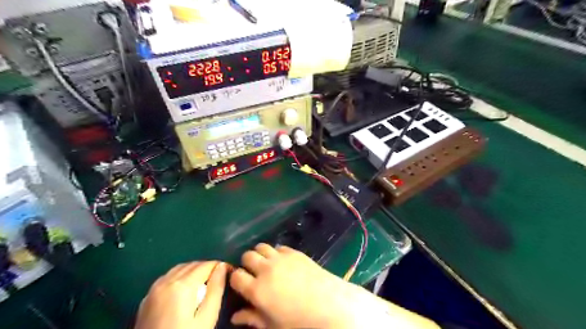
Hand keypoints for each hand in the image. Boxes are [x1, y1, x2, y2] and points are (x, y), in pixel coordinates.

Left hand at [136, 262, 226, 328]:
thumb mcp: (206, 318)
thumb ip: (216, 289)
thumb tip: (222, 267)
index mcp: (181, 285)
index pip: (206, 265)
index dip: (220, 266)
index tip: (230, 272)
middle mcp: (166, 281)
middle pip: (192, 265)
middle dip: (208, 268)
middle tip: (220, 279)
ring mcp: (153, 290)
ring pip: (179, 269)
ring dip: (193, 271)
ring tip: (204, 284)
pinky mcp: (146, 299)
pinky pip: (167, 278)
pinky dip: (180, 277)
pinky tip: (185, 290)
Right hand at [227, 243, 361, 327]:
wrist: (329, 305)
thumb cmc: (299, 321)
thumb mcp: (272, 325)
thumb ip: (252, 318)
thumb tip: (234, 317)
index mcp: (257, 289)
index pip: (236, 276)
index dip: (236, 279)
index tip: (241, 284)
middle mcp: (266, 269)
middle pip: (247, 256)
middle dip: (247, 263)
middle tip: (254, 273)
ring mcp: (281, 258)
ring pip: (261, 246)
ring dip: (260, 254)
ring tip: (266, 265)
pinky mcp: (294, 252)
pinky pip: (279, 247)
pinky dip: (276, 253)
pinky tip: (283, 262)